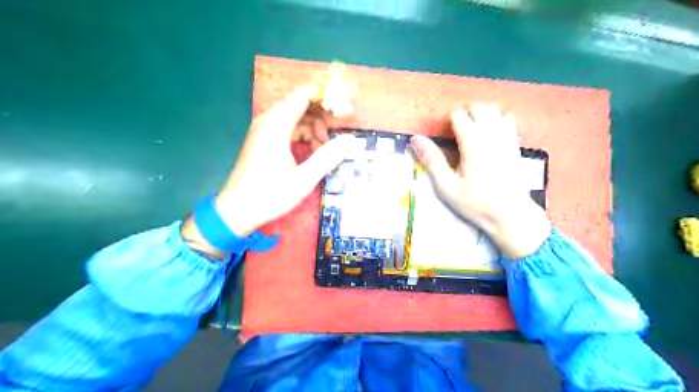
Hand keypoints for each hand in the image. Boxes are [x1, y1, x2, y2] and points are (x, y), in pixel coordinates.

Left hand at [180, 85, 354, 258]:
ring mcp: (262, 130)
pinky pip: (286, 127)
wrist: (236, 211)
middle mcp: (267, 122)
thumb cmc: (270, 195)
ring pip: (293, 117)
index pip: (303, 95)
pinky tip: (309, 152)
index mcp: (276, 125)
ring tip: (323, 149)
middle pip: (299, 105)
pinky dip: (301, 135)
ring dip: (312, 128)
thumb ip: (329, 156)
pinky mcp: (261, 140)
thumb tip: (351, 140)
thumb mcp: (304, 178)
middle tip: (333, 138)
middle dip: (321, 117)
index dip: (325, 97)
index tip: (343, 109)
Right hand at [411, 102, 551, 258]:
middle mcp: (492, 135)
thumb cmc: (476, 203)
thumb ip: (432, 161)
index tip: (445, 138)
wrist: (510, 214)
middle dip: (465, 114)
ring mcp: (507, 138)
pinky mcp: (515, 144)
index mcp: (473, 144)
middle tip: (456, 133)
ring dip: (481, 114)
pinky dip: (496, 119)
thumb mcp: (447, 187)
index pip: (459, 115)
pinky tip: (489, 135)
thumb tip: (416, 139)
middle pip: (478, 107)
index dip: (448, 123)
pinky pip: (508, 119)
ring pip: (495, 109)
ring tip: (472, 131)